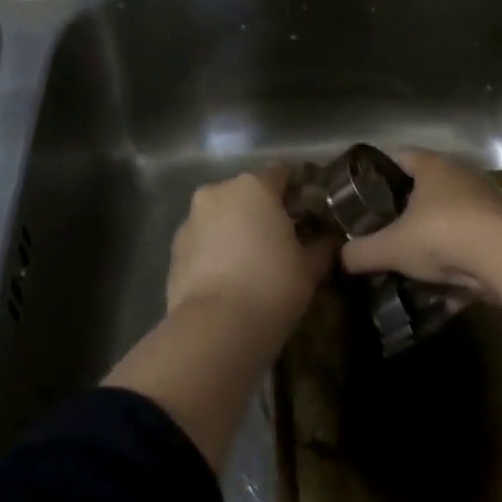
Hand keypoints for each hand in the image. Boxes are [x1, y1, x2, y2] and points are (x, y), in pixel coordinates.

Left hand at [165, 167, 333, 345]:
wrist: (216, 328)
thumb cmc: (272, 285)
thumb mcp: (310, 267)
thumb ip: (322, 245)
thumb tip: (328, 238)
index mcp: (254, 187)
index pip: (281, 173)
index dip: (297, 191)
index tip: (309, 214)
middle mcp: (218, 193)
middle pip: (247, 194)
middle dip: (263, 212)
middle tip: (282, 241)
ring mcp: (190, 220)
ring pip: (221, 217)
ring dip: (236, 231)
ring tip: (253, 264)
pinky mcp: (173, 250)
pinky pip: (203, 241)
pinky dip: (216, 251)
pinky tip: (229, 279)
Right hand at [341, 149, 501, 317]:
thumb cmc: (441, 235)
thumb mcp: (391, 247)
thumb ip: (361, 252)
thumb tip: (340, 259)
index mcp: (433, 167)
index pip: (400, 156)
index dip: (379, 172)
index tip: (362, 193)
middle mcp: (461, 177)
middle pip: (426, 187)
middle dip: (405, 209)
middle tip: (382, 230)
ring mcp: (487, 203)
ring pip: (450, 217)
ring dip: (433, 237)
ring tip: (409, 260)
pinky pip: (470, 244)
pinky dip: (456, 261)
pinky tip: (440, 286)